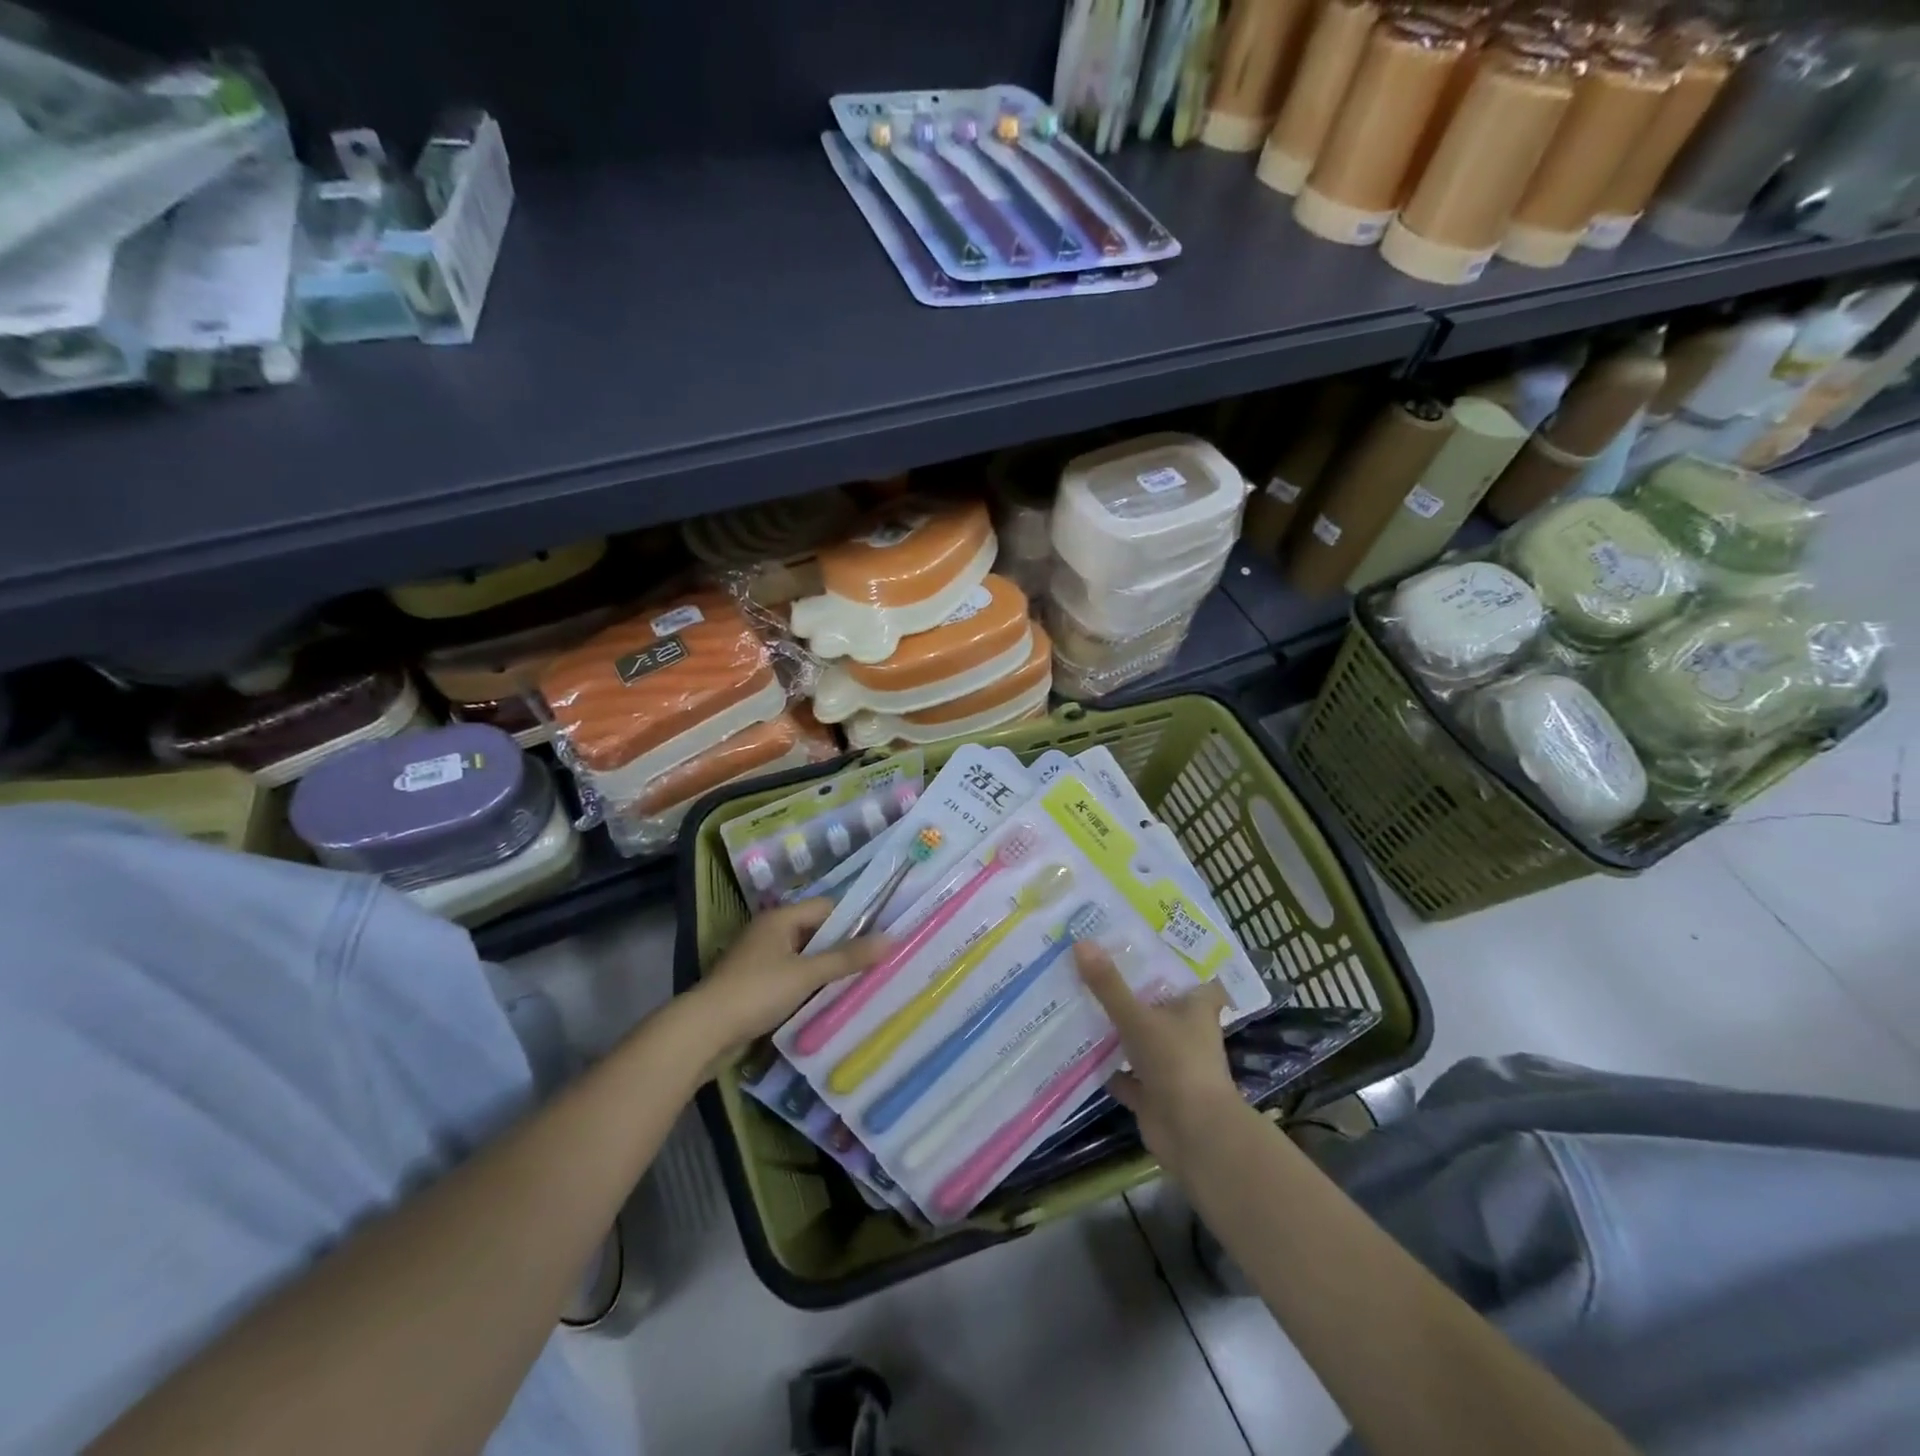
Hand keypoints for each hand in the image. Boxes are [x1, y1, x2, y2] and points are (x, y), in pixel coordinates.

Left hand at [692, 899, 887, 1051]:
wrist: (704, 1032)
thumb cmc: (757, 992)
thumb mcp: (807, 973)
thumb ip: (848, 957)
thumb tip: (891, 939)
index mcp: (780, 918)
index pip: (827, 907)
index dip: (854, 919)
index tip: (881, 937)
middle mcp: (770, 932)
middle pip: (816, 931)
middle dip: (843, 946)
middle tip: (876, 961)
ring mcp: (760, 959)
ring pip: (805, 956)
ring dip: (827, 969)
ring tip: (859, 981)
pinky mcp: (755, 985)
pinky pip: (792, 976)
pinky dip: (810, 985)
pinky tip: (828, 999)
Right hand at [1075, 940, 1236, 1174]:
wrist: (1194, 1135)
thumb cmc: (1177, 1063)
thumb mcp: (1138, 1018)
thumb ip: (1109, 985)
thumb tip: (1080, 941)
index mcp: (1196, 1009)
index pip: (1192, 976)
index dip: (1174, 960)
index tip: (1145, 941)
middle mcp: (1186, 1033)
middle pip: (1158, 1004)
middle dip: (1131, 990)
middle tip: (1095, 962)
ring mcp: (1169, 1065)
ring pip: (1139, 1038)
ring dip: (1116, 1028)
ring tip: (1080, 998)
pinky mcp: (1152, 1093)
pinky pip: (1124, 1074)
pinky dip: (1105, 1066)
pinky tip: (1078, 1049)